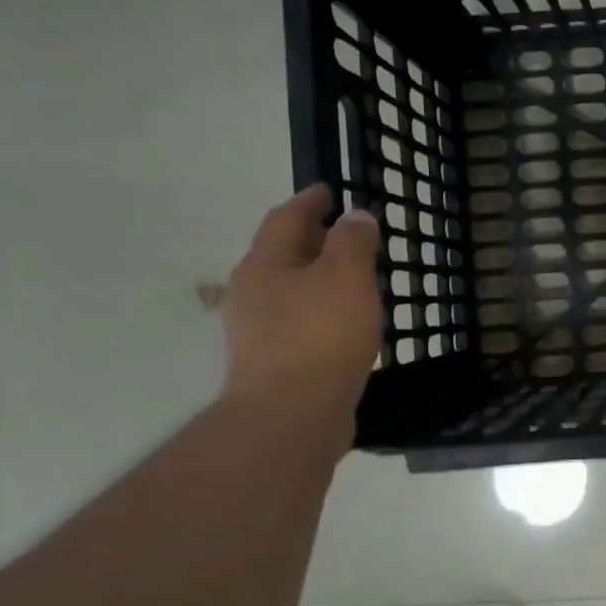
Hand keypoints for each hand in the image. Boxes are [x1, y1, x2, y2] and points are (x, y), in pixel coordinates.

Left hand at [220, 184, 381, 423]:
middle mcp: (251, 294)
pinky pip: (298, 322)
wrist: (292, 415)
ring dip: (318, 278)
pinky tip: (343, 323)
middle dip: (313, 240)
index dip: (310, 201)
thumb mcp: (346, 276)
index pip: (285, 219)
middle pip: (282, 255)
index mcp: (263, 265)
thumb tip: (354, 217)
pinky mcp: (272, 363)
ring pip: (290, 290)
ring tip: (352, 279)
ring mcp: (257, 332)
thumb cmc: (320, 335)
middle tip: (347, 234)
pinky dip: (320, 311)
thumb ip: (352, 241)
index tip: (330, 190)